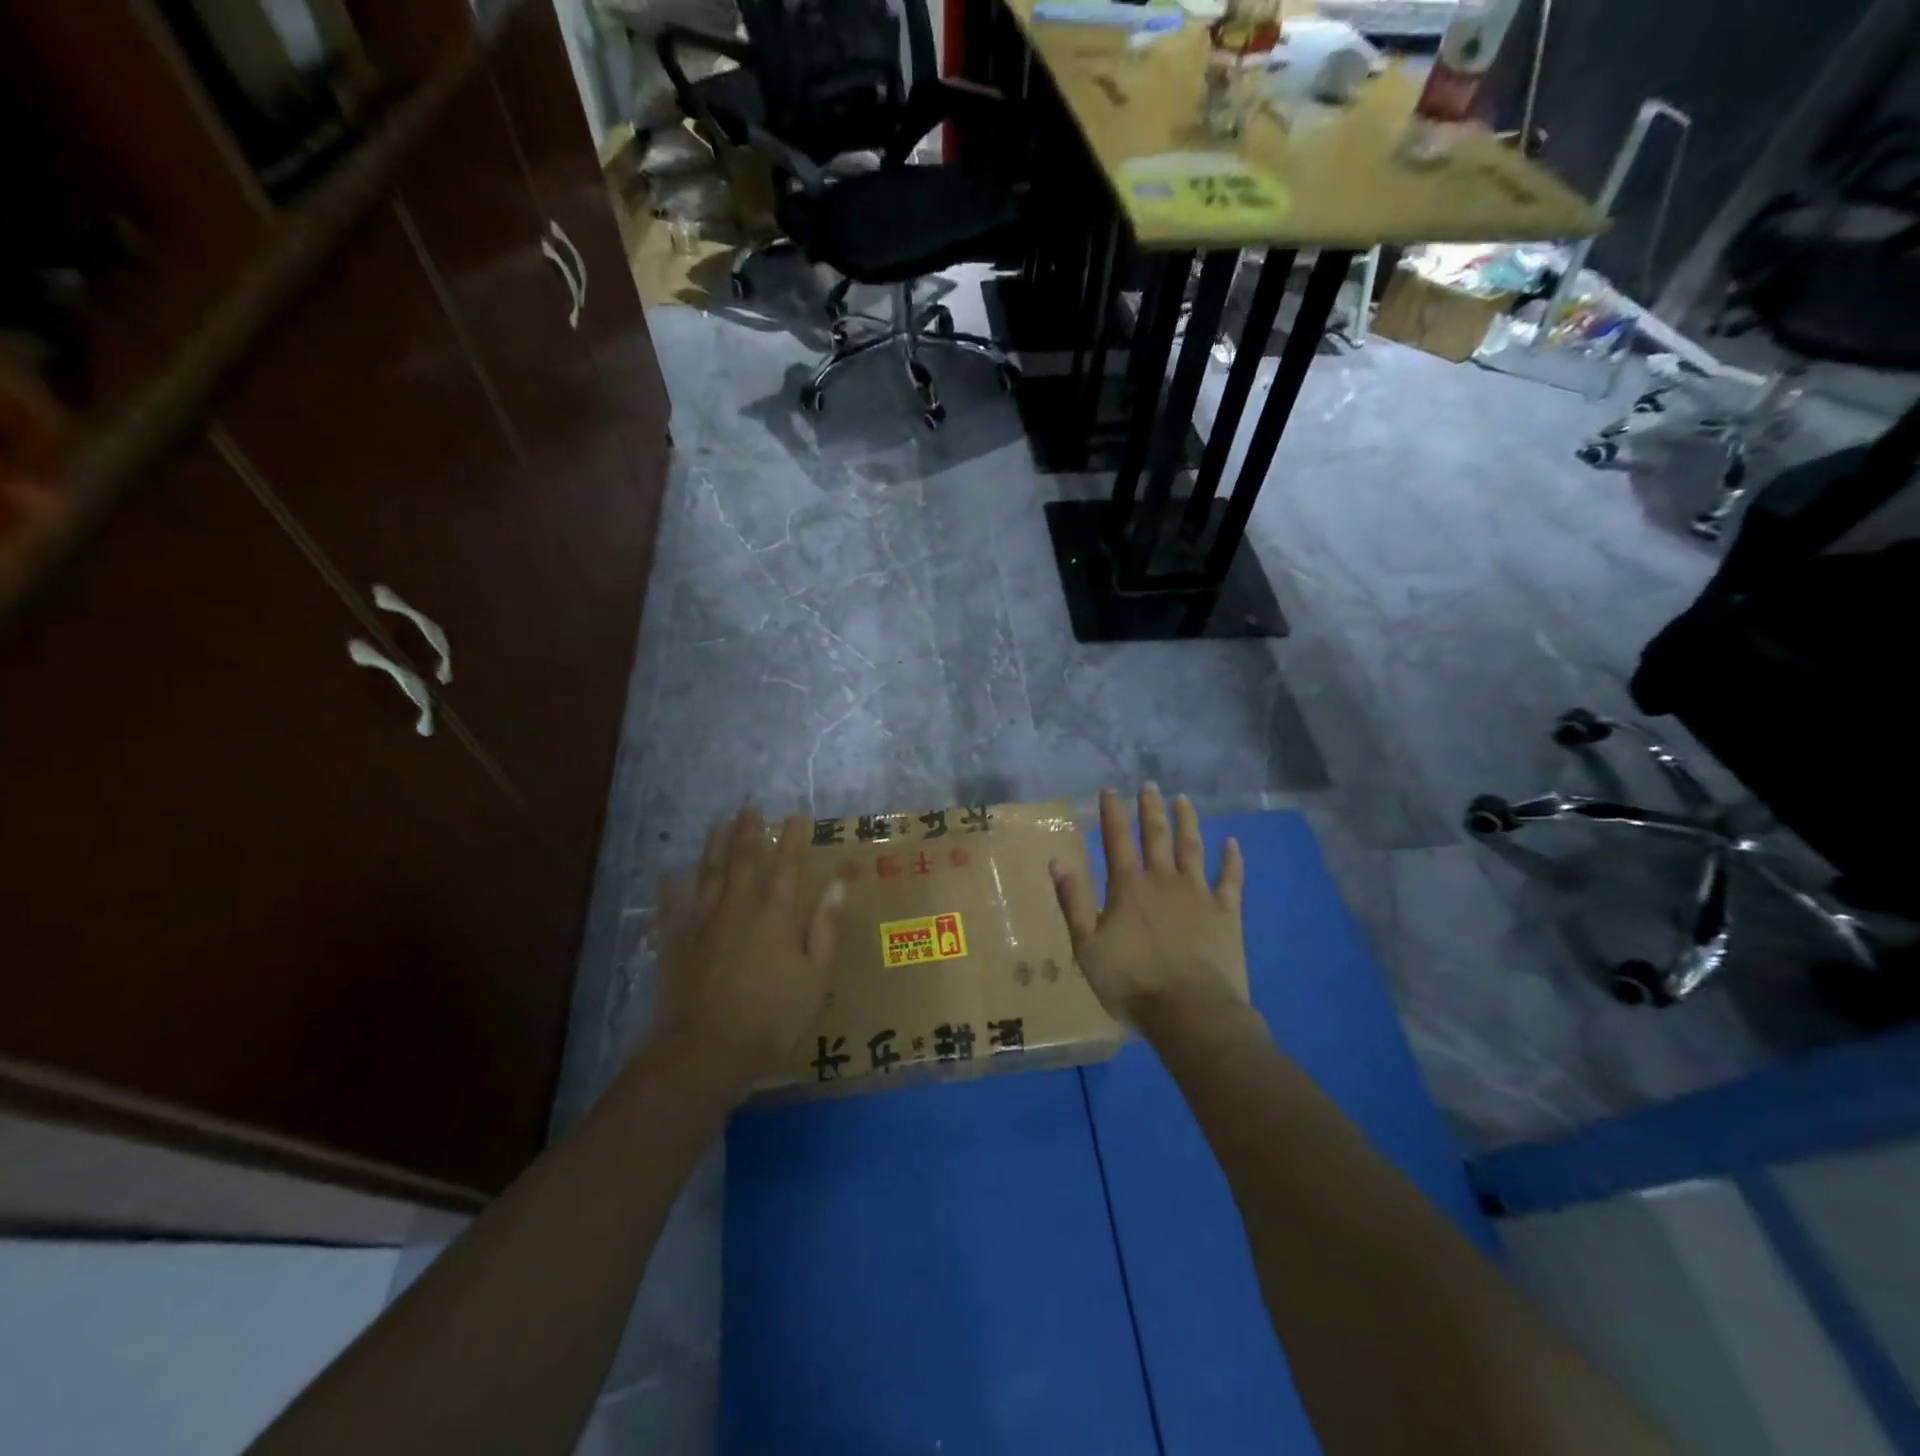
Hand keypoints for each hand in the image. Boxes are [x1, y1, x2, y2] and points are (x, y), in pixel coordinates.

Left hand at [652, 808, 845, 1096]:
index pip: (789, 866)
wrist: (705, 1051)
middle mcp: (739, 907)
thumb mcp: (815, 978)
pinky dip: (671, 889)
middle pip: (744, 860)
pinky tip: (668, 875)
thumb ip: (825, 927)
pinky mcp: (675, 942)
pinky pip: (672, 907)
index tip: (797, 814)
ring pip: (709, 873)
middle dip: (749, 832)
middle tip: (749, 808)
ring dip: (715, 846)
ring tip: (719, 824)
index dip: (794, 838)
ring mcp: (703, 922)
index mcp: (777, 915)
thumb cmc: (772, 1018)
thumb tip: (838, 883)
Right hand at [1050, 786, 1245, 1031]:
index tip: (1110, 790)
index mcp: (1128, 887)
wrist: (1191, 1013)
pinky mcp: (1226, 913)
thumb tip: (1058, 860)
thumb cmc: (1132, 983)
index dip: (1112, 812)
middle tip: (1150, 786)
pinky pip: (1230, 879)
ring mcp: (1199, 894)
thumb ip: (1072, 901)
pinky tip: (1232, 843)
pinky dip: (1231, 859)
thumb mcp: (1087, 947)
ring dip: (1187, 822)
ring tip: (1184, 800)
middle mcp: (1163, 880)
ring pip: (1192, 848)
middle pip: (1156, 835)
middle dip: (1151, 809)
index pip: (1117, 839)